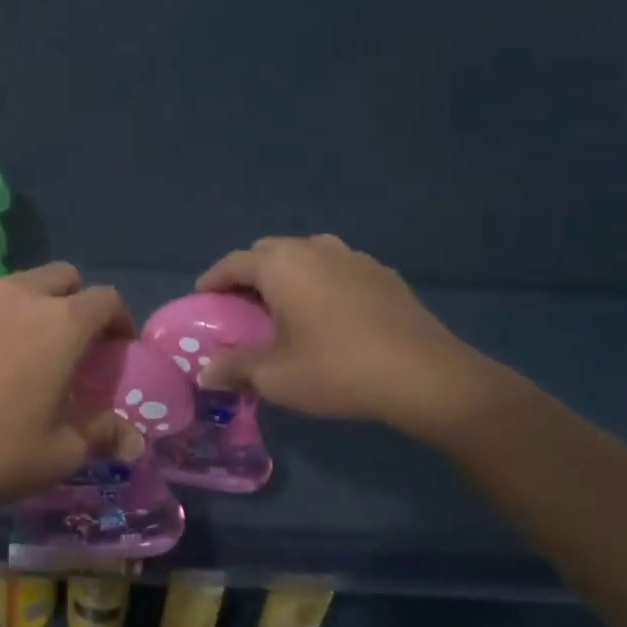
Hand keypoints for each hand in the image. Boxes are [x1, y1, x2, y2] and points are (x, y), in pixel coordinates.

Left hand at [0, 263, 135, 515]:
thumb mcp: (60, 453)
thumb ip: (101, 435)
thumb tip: (133, 441)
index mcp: (60, 323)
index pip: (105, 299)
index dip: (119, 319)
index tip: (117, 347)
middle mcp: (20, 297)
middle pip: (63, 276)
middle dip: (77, 300)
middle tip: (74, 342)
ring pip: (20, 285)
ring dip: (36, 305)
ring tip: (28, 349)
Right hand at [195, 235, 513, 445]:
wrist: (424, 375)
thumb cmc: (337, 370)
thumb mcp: (276, 377)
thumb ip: (235, 369)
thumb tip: (206, 375)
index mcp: (281, 265)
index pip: (234, 263)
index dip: (213, 279)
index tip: (202, 297)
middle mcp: (314, 249)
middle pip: (269, 251)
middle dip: (250, 273)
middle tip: (242, 305)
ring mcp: (354, 257)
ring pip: (307, 254)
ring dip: (288, 273)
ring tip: (285, 304)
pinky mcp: (384, 274)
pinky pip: (338, 267)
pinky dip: (322, 281)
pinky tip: (329, 311)